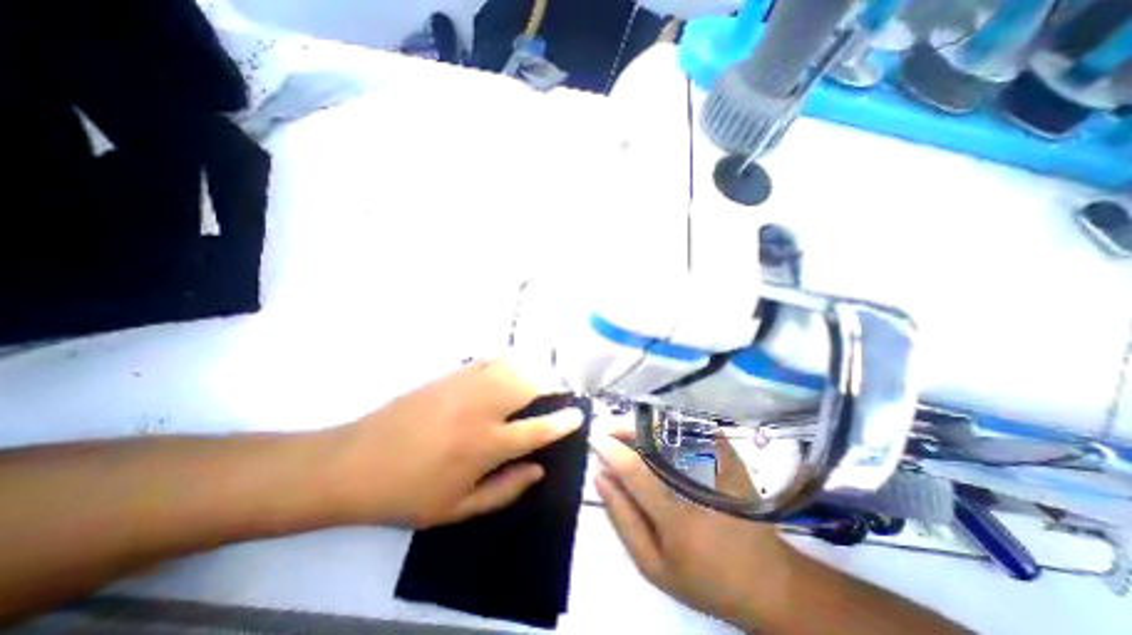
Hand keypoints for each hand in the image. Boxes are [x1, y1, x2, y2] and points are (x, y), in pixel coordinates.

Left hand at [319, 359, 577, 527]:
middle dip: (552, 385)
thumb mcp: (458, 509)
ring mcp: (465, 386)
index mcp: (485, 445)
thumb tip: (538, 469)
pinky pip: (489, 360)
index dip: (563, 422)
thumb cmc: (408, 493)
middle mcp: (481, 409)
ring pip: (512, 367)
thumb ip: (505, 490)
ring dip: (532, 370)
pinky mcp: (450, 374)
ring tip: (539, 379)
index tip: (578, 415)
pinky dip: (507, 361)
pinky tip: (510, 367)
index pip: (537, 430)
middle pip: (529, 385)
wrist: (355, 462)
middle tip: (560, 392)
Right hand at [594, 426, 794, 629]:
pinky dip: (664, 424)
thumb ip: (622, 518)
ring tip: (625, 433)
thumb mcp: (653, 565)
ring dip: (642, 424)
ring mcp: (718, 463)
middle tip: (608, 431)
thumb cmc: (704, 578)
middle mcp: (700, 483)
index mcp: (679, 520)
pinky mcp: (728, 454)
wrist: (766, 579)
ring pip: (671, 426)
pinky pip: (689, 427)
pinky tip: (652, 434)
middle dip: (625, 427)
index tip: (594, 438)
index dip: (611, 450)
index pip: (636, 471)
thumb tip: (599, 476)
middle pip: (655, 438)